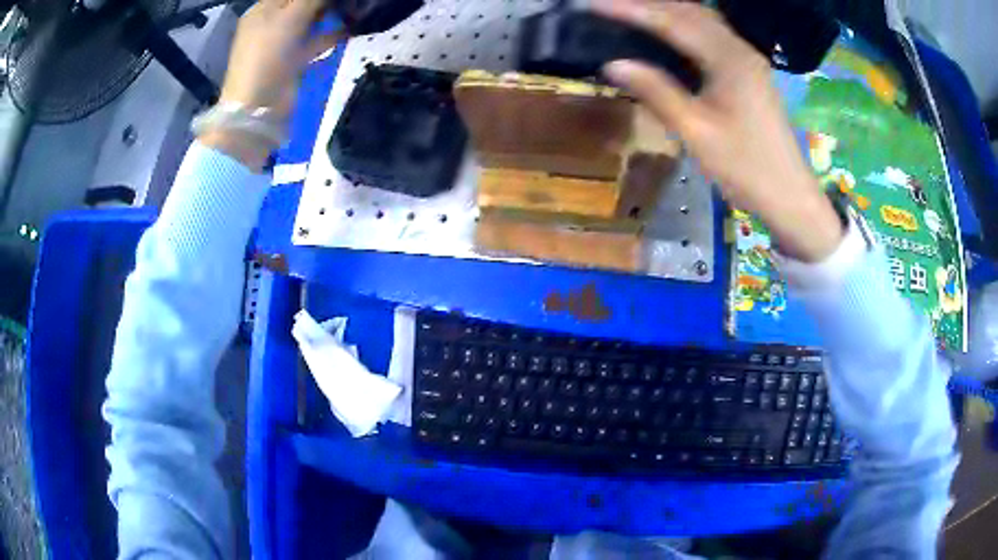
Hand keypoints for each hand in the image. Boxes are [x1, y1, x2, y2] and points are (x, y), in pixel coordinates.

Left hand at [199, 0, 342, 170]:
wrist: (257, 107)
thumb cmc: (268, 55)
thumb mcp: (290, 17)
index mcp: (262, 10)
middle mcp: (270, 23)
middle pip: (301, 3)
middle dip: (324, 1)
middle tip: (348, 0)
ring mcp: (281, 43)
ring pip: (310, 20)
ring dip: (331, 14)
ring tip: (356, 8)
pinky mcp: (292, 60)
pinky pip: (315, 41)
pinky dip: (332, 35)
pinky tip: (352, 29)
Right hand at [592, 0, 842, 261]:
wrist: (790, 196)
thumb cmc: (746, 169)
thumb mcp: (697, 132)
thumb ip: (657, 92)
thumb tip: (613, 64)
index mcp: (729, 60)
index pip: (673, 21)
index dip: (632, 10)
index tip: (595, 5)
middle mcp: (740, 50)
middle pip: (690, 12)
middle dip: (648, 5)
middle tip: (609, 7)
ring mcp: (748, 60)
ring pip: (703, 21)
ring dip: (667, 12)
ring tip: (632, 13)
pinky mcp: (751, 72)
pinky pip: (713, 36)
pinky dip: (685, 27)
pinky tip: (669, 33)